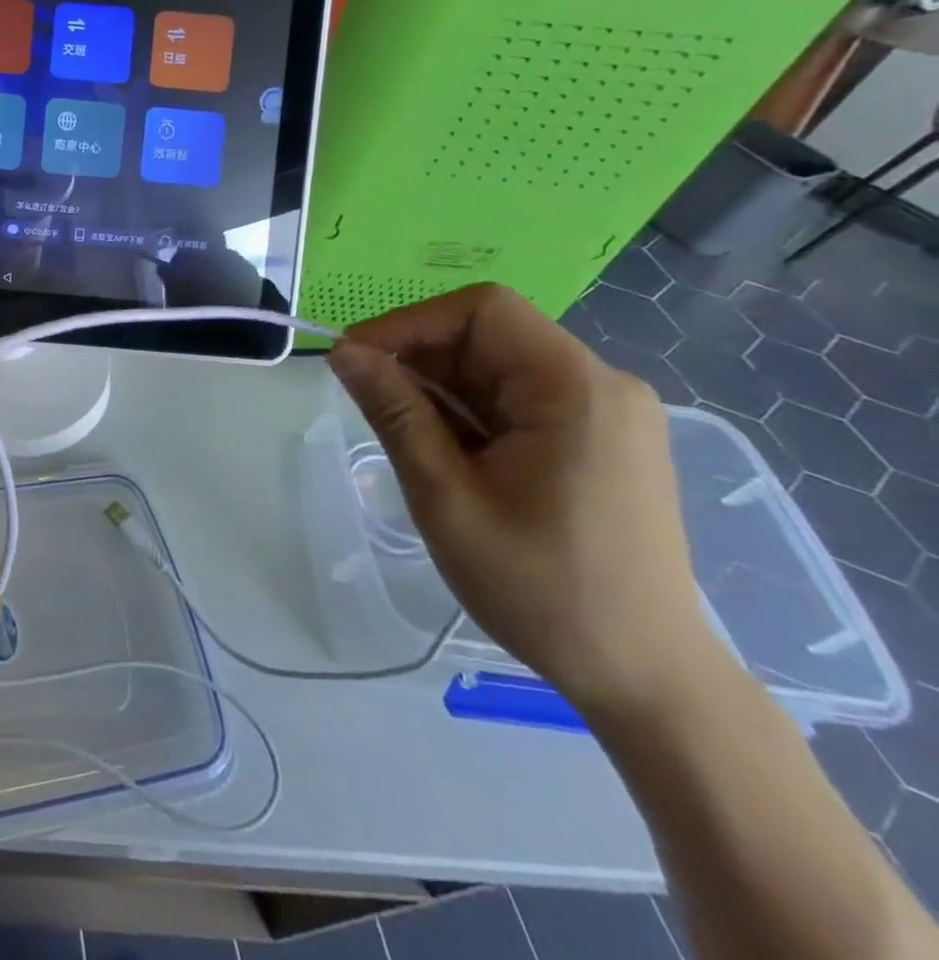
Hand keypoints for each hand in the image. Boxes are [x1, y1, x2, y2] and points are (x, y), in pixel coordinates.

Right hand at [327, 283, 720, 717]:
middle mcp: (600, 385)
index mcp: (575, 389)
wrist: (644, 677)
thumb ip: (394, 412)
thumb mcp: (445, 497)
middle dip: (420, 359)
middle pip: (489, 334)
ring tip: (407, 438)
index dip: (408, 323)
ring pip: (498, 366)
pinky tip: (447, 453)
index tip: (355, 360)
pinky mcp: (598, 438)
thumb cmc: (542, 589)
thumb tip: (343, 352)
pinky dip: (470, 412)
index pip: (481, 310)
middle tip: (369, 404)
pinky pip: (518, 397)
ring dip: (441, 388)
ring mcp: (605, 413)